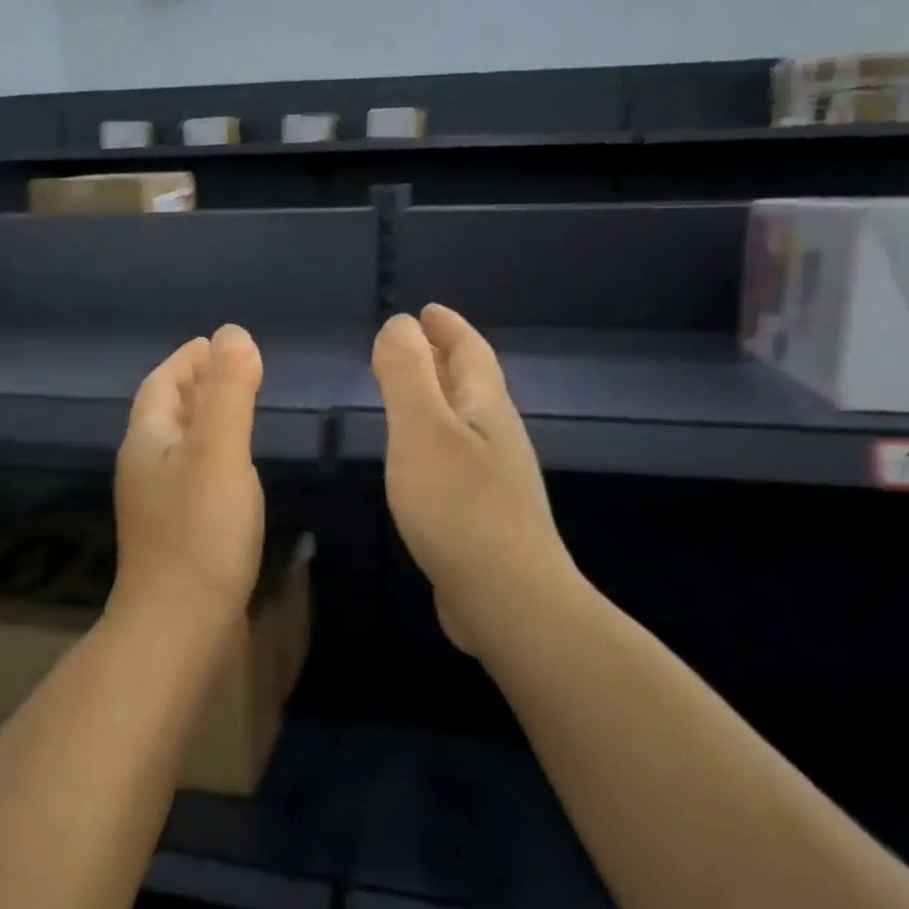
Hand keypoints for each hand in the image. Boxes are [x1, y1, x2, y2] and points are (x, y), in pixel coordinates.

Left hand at [113, 324, 265, 633]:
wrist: (177, 624)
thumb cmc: (200, 532)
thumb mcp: (220, 451)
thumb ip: (228, 391)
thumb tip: (233, 333)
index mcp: (147, 439)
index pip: (161, 383)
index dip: (185, 359)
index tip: (211, 342)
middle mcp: (143, 466)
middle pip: (165, 411)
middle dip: (192, 384)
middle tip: (228, 368)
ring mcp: (155, 502)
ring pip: (177, 444)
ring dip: (200, 418)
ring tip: (234, 408)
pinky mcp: (173, 530)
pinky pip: (189, 472)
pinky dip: (209, 452)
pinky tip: (231, 467)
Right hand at [373, 304, 579, 657]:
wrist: (508, 599)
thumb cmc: (459, 507)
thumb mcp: (422, 430)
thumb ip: (407, 374)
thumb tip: (400, 324)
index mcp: (486, 408)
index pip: (469, 351)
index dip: (448, 327)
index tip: (427, 310)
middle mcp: (497, 436)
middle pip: (473, 384)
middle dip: (446, 358)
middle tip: (416, 342)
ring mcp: (496, 478)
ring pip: (466, 422)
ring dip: (441, 400)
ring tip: (413, 395)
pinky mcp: (484, 515)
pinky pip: (457, 459)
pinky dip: (436, 442)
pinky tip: (420, 461)